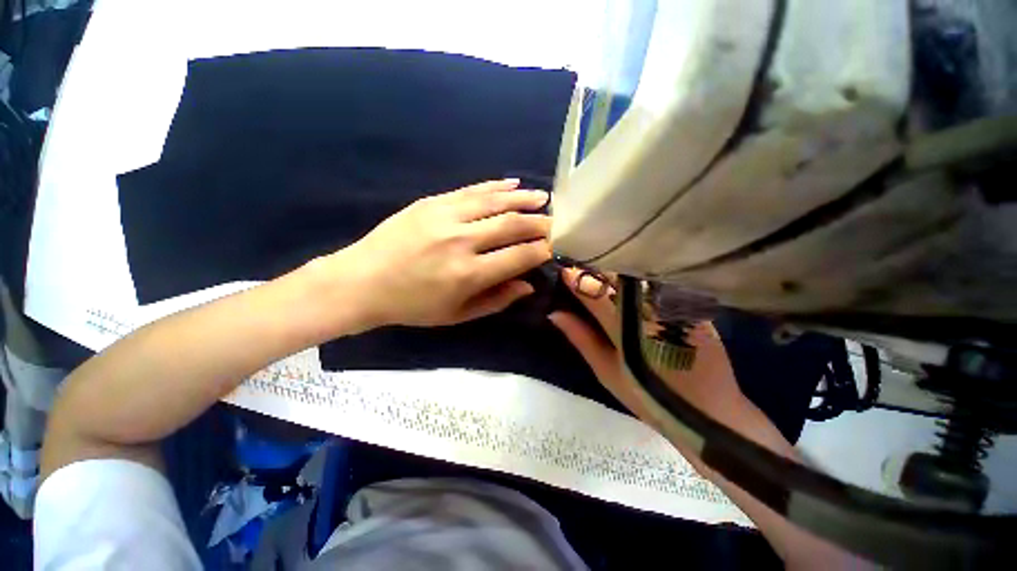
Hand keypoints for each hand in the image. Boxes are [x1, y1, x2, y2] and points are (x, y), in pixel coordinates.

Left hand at [323, 179, 551, 328]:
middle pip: (513, 224)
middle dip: (540, 223)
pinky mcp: (432, 202)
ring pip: (495, 201)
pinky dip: (496, 186)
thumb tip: (528, 284)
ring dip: (524, 199)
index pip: (520, 256)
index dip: (542, 250)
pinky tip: (513, 184)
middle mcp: (462, 241)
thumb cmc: (412, 306)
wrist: (362, 281)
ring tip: (543, 198)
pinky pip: (471, 190)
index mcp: (469, 274)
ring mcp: (445, 216)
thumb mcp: (456, 315)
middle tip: (557, 222)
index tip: (555, 247)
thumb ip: (496, 300)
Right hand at [548, 268, 793, 466]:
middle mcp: (648, 307)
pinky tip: (629, 278)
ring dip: (614, 270)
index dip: (575, 279)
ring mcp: (671, 302)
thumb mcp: (606, 371)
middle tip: (578, 266)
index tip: (562, 270)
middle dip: (594, 269)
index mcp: (624, 326)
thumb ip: (581, 338)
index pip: (593, 292)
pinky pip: (657, 280)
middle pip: (615, 276)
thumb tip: (555, 313)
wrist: (709, 410)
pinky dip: (638, 276)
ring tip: (600, 269)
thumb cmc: (648, 396)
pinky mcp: (689, 302)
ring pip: (635, 274)